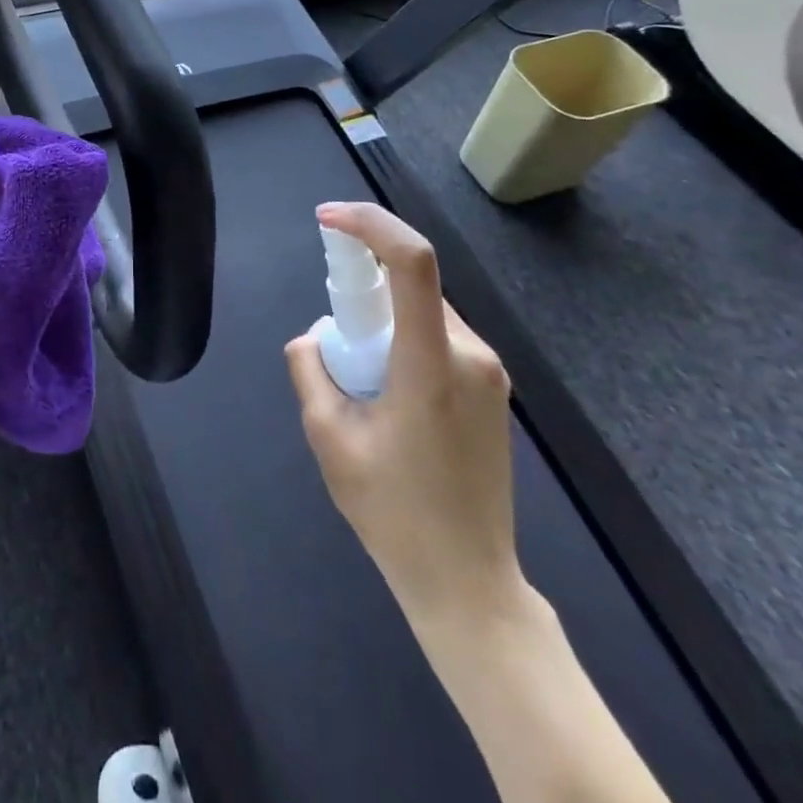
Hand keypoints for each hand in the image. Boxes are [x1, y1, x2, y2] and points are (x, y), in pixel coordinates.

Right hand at [286, 203, 524, 628]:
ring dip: (383, 315)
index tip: (326, 219)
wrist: (468, 583)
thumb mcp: (328, 438)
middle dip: (364, 281)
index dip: (369, 224)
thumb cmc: (394, 513)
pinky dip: (403, 336)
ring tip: (356, 374)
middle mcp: (471, 355)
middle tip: (331, 326)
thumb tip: (314, 336)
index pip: (412, 263)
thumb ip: (310, 370)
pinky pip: (439, 336)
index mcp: (431, 364)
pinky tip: (385, 388)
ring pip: (426, 309)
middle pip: (414, 282)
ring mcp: (489, 373)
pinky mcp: (492, 390)